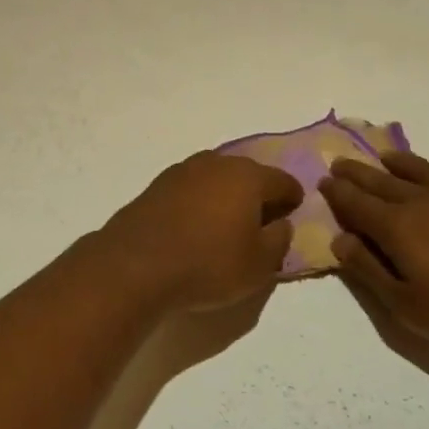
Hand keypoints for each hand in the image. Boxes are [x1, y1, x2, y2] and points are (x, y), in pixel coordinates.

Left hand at [89, 152, 303, 313]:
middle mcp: (217, 163)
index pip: (283, 181)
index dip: (293, 199)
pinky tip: (196, 224)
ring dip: (226, 195)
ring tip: (227, 223)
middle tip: (262, 220)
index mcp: (248, 176)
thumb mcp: (259, 265)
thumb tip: (281, 223)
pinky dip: (200, 201)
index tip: (293, 214)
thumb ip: (279, 240)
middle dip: (259, 193)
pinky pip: (191, 189)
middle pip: (248, 174)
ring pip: (217, 178)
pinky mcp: (157, 185)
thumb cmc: (208, 264)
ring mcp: (183, 171)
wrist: (136, 265)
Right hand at [319, 151, 428, 355]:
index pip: (357, 204)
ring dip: (400, 163)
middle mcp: (425, 202)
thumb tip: (339, 240)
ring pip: (423, 172)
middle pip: (383, 182)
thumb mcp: (407, 305)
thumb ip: (369, 271)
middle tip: (341, 162)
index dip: (338, 193)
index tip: (324, 180)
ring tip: (386, 157)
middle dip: (359, 173)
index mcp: (398, 227)